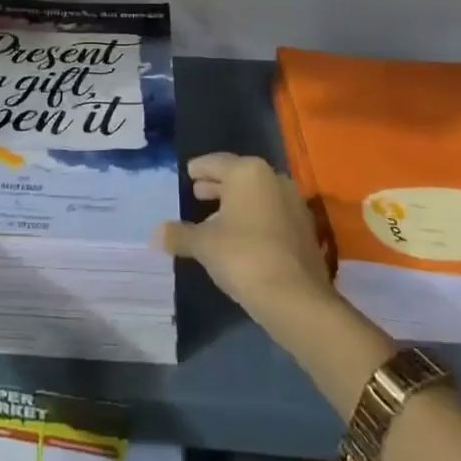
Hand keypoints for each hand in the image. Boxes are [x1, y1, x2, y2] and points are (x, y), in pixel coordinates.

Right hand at [155, 152, 335, 341]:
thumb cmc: (243, 256)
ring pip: (256, 196)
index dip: (199, 168)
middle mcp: (273, 179)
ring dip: (236, 205)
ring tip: (214, 218)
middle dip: (217, 186)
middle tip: (197, 193)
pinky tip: (239, 238)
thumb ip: (179, 235)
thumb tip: (156, 234)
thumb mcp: (204, 244)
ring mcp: (293, 203)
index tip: (189, 173)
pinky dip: (253, 220)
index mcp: (248, 172)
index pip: (215, 162)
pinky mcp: (304, 229)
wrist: (296, 298)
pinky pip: (271, 214)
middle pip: (238, 177)